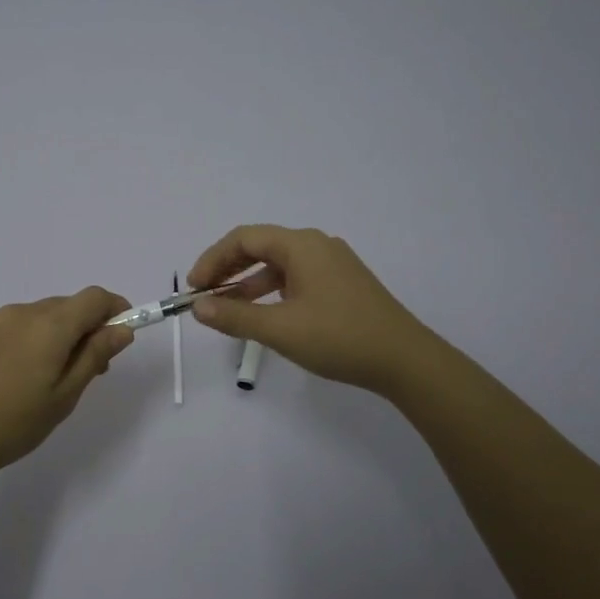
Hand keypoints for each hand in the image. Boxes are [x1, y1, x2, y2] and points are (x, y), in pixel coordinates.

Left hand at [0, 287, 134, 487]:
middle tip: (92, 370)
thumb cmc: (12, 423)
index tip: (123, 335)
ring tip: (54, 378)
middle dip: (89, 328)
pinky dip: (35, 339)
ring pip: (43, 316)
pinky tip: (23, 376)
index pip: (94, 297)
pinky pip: (19, 325)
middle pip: (69, 306)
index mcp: (50, 324)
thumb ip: (94, 357)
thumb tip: (121, 329)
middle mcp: (24, 312)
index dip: (116, 309)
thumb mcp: (64, 396)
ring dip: (61, 334)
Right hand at [187, 225, 437, 396]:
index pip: (244, 238)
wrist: (405, 360)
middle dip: (227, 269)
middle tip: (204, 296)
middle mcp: (317, 245)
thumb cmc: (339, 338)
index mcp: (301, 245)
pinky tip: (263, 313)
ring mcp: (332, 264)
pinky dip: (271, 291)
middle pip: (260, 246)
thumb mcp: (280, 329)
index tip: (194, 288)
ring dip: (248, 282)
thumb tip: (198, 307)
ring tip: (226, 308)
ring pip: (278, 264)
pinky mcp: (342, 283)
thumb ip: (234, 316)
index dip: (213, 259)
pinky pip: (295, 277)